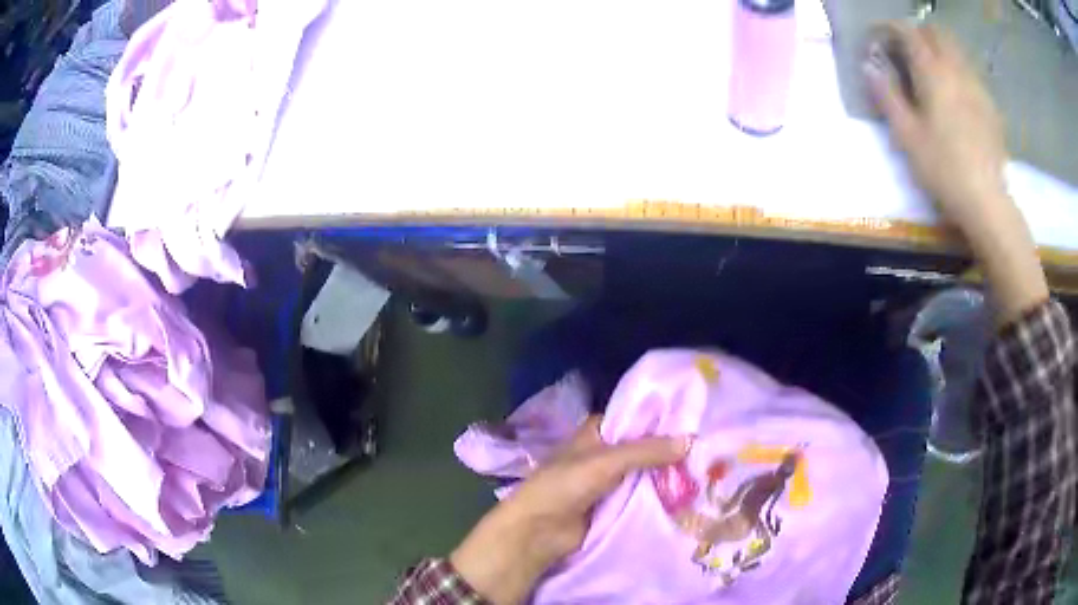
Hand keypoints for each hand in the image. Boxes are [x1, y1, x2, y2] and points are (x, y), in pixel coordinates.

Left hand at [450, 417, 689, 604]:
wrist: (539, 532)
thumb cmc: (565, 485)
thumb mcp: (606, 462)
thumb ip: (647, 450)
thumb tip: (690, 439)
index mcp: (596, 433)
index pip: (635, 419)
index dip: (661, 420)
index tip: (696, 419)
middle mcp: (605, 454)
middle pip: (643, 449)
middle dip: (669, 451)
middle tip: (709, 447)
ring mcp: (610, 482)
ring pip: (646, 474)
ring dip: (668, 475)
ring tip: (709, 469)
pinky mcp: (615, 507)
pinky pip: (643, 497)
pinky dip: (661, 496)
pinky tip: (691, 494)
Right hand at [864, 23, 1048, 325]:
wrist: (987, 203)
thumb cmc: (944, 169)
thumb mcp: (907, 135)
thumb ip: (887, 95)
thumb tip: (870, 66)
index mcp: (933, 72)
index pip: (907, 31)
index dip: (889, 28)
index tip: (878, 38)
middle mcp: (956, 70)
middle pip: (936, 32)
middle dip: (918, 33)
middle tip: (908, 51)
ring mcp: (977, 87)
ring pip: (956, 50)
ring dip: (940, 50)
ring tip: (932, 71)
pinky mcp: (990, 107)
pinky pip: (971, 73)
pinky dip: (958, 71)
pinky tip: (956, 95)